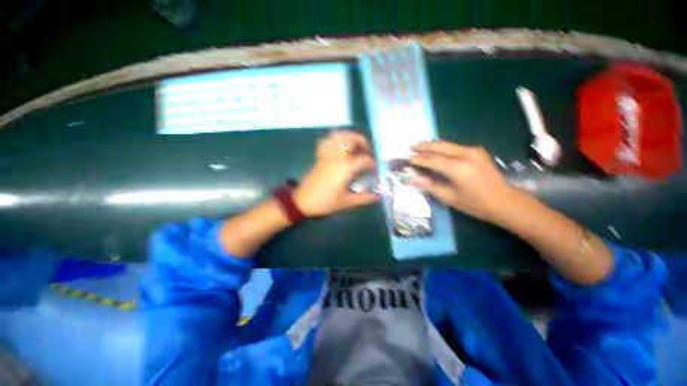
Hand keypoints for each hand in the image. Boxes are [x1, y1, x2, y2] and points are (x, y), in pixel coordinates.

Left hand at [294, 131, 378, 216]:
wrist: (302, 201)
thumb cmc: (325, 202)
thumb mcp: (347, 202)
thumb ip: (364, 198)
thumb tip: (378, 196)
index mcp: (345, 167)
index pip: (364, 159)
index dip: (372, 164)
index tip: (374, 171)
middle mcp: (337, 156)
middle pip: (352, 139)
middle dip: (363, 142)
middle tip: (367, 152)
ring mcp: (327, 154)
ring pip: (340, 136)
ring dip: (350, 137)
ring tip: (356, 147)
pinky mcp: (320, 156)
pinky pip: (328, 141)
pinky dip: (336, 139)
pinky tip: (341, 146)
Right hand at [409, 141, 513, 221]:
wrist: (504, 201)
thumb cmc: (475, 204)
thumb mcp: (448, 197)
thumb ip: (429, 185)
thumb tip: (411, 179)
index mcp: (458, 167)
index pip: (432, 160)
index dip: (418, 159)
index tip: (407, 159)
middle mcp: (465, 154)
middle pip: (439, 147)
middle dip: (423, 147)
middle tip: (410, 147)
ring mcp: (473, 150)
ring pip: (447, 144)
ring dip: (432, 145)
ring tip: (419, 145)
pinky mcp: (477, 151)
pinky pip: (454, 147)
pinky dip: (442, 148)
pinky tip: (435, 150)